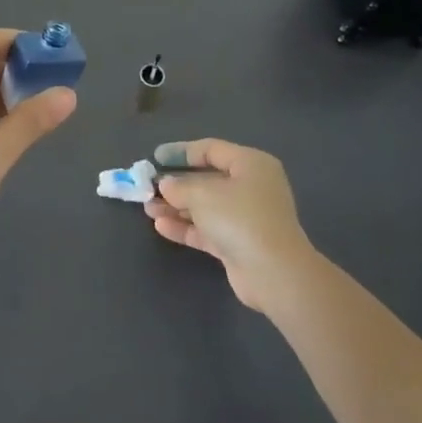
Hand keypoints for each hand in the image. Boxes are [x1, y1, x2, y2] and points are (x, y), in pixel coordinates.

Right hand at [144, 139, 313, 311]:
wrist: (273, 273)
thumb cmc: (240, 218)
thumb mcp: (203, 194)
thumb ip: (179, 186)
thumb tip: (166, 184)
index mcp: (250, 165)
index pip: (212, 150)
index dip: (181, 151)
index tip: (156, 157)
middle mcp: (251, 187)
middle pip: (207, 180)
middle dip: (176, 184)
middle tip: (148, 187)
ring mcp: (246, 217)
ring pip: (205, 207)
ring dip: (176, 207)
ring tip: (148, 208)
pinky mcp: (239, 244)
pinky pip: (207, 229)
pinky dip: (186, 227)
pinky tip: (161, 226)